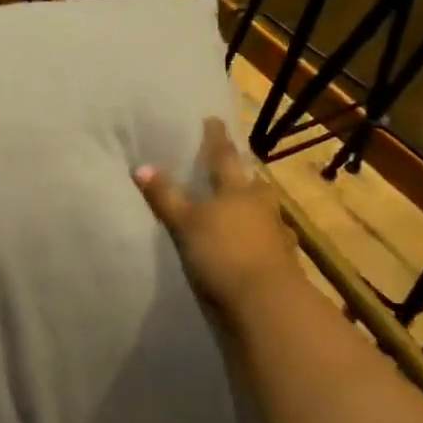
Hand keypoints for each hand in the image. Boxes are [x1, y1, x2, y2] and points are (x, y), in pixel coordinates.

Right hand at [134, 117, 300, 319]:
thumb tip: (141, 166)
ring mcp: (275, 233)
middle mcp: (261, 205)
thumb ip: (165, 196)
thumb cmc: (223, 252)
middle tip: (228, 166)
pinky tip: (248, 241)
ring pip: (261, 210)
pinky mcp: (280, 260)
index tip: (212, 120)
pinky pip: (265, 238)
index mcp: (238, 189)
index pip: (224, 156)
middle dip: (239, 173)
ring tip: (236, 205)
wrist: (266, 302)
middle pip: (250, 182)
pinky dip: (255, 235)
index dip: (215, 138)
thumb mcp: (185, 223)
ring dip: (250, 206)